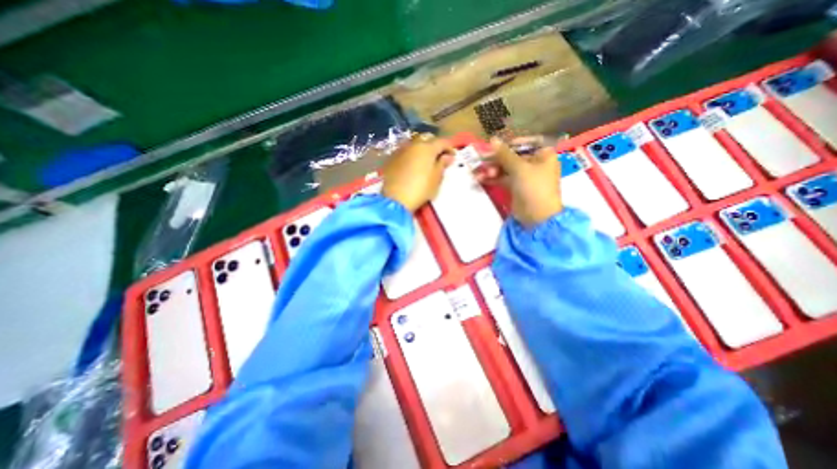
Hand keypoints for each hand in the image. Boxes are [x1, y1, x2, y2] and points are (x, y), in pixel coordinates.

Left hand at [381, 131, 454, 210]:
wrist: (395, 199)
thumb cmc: (420, 189)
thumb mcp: (436, 179)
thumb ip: (442, 164)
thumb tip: (448, 156)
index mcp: (427, 148)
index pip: (442, 142)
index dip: (450, 148)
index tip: (453, 156)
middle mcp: (413, 145)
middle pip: (427, 140)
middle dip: (435, 147)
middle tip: (439, 159)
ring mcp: (400, 151)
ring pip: (414, 146)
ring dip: (422, 152)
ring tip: (425, 163)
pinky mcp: (391, 159)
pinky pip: (405, 154)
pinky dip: (411, 157)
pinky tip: (412, 167)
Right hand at [477, 135, 560, 226]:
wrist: (537, 217)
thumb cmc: (534, 188)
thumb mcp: (519, 168)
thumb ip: (504, 154)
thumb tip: (492, 139)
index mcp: (543, 155)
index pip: (527, 142)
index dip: (511, 143)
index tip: (497, 147)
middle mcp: (535, 164)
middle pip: (513, 156)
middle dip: (497, 159)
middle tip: (482, 161)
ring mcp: (524, 177)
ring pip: (506, 168)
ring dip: (492, 169)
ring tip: (480, 173)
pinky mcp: (516, 187)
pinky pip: (503, 179)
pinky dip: (492, 178)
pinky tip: (480, 179)